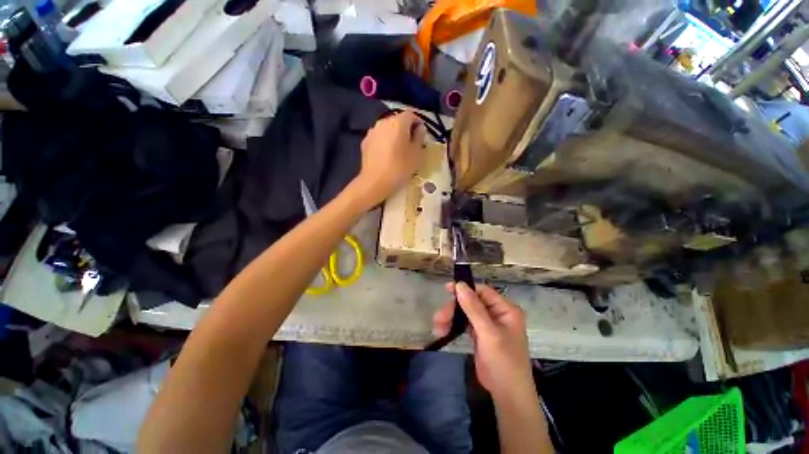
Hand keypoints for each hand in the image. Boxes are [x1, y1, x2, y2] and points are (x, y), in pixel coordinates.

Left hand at [355, 111, 425, 206]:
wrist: (375, 182)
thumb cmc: (399, 167)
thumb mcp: (416, 154)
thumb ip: (420, 137)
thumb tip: (419, 129)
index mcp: (398, 122)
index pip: (411, 114)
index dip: (418, 123)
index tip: (422, 136)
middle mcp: (383, 122)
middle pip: (398, 120)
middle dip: (406, 129)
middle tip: (411, 144)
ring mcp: (372, 131)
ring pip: (387, 129)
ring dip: (394, 135)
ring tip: (398, 150)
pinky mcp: (365, 142)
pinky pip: (379, 137)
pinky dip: (384, 142)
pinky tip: (387, 155)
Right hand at [433, 283, 533, 398]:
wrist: (507, 395)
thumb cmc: (503, 362)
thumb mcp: (488, 333)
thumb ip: (474, 308)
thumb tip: (460, 285)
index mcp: (506, 309)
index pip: (483, 291)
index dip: (465, 289)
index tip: (447, 289)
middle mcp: (498, 314)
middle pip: (472, 302)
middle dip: (455, 309)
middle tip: (439, 317)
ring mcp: (488, 325)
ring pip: (466, 313)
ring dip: (452, 318)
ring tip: (437, 327)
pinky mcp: (480, 335)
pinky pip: (465, 324)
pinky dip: (454, 326)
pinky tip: (443, 330)